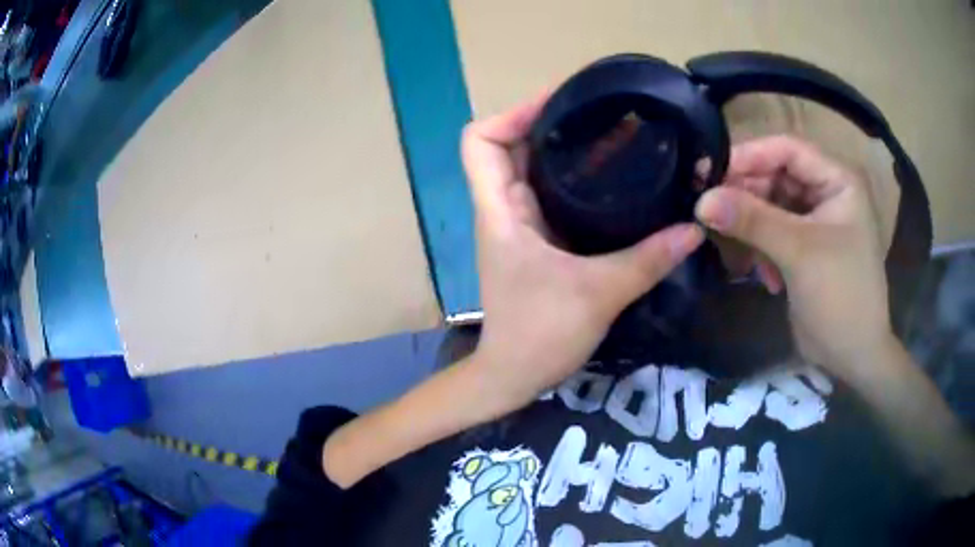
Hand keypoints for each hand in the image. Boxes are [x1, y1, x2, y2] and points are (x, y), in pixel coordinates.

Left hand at [462, 93, 702, 410]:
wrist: (514, 375)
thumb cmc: (540, 335)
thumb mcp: (598, 293)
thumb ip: (648, 259)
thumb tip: (695, 227)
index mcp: (500, 210)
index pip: (480, 140)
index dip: (510, 113)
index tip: (558, 103)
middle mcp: (504, 209)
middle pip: (512, 145)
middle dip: (551, 122)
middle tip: (601, 112)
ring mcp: (520, 225)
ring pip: (534, 169)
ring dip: (568, 150)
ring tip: (615, 134)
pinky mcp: (537, 242)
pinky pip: (552, 196)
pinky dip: (577, 180)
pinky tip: (614, 179)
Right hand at [695, 135, 893, 381]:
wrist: (853, 356)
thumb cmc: (840, 296)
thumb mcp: (799, 253)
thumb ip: (753, 221)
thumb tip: (701, 200)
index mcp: (838, 180)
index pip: (788, 149)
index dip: (750, 156)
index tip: (709, 172)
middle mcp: (827, 192)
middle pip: (776, 176)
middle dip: (746, 194)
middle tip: (710, 210)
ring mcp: (816, 220)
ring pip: (771, 205)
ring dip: (751, 225)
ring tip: (734, 249)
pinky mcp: (804, 246)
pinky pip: (773, 231)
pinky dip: (760, 247)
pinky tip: (761, 274)